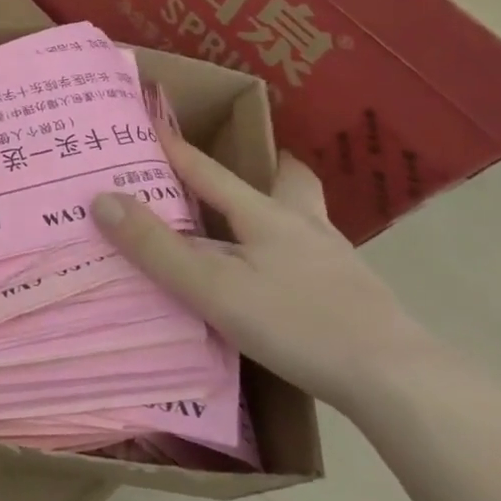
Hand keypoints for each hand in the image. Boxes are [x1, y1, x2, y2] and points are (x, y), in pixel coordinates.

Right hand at [92, 132, 432, 412]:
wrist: (397, 380)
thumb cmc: (298, 324)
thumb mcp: (212, 288)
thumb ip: (157, 247)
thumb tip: (102, 198)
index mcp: (265, 215)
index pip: (208, 170)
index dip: (174, 147)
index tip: (148, 120)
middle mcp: (304, 226)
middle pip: (288, 181)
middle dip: (266, 167)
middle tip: (245, 170)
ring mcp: (336, 260)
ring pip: (306, 218)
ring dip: (281, 211)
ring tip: (255, 228)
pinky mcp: (355, 296)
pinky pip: (316, 256)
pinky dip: (294, 253)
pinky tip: (285, 281)